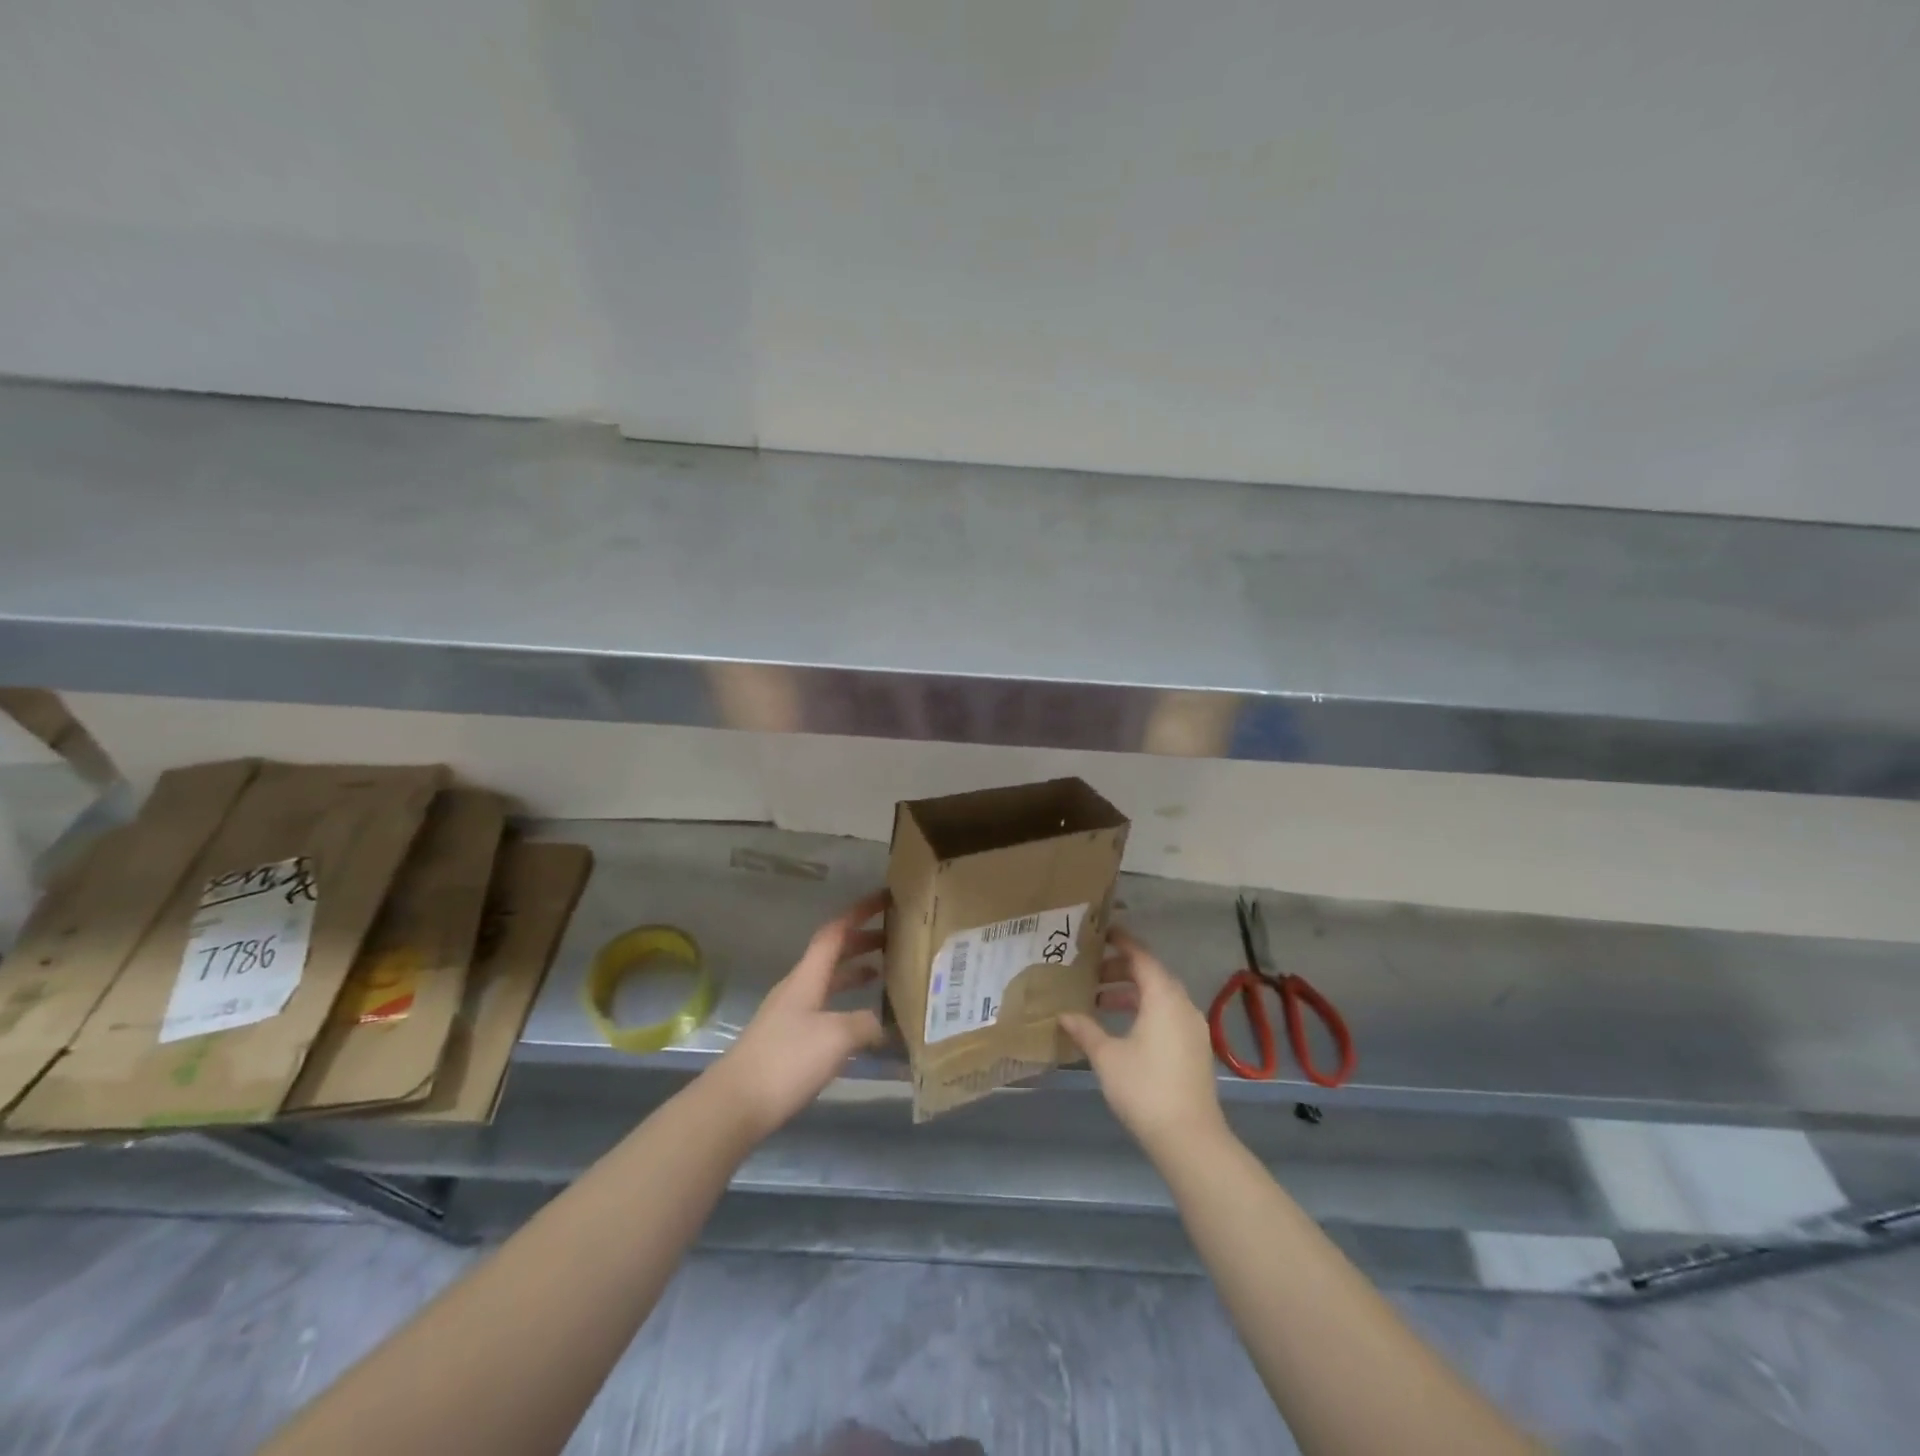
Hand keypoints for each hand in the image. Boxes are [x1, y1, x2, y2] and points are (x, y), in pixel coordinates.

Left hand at [708, 889, 890, 1139]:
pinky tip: (859, 1022)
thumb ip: (865, 1024)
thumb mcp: (837, 1038)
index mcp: (807, 977)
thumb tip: (883, 1023)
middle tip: (892, 937)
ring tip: (882, 973)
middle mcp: (797, 989)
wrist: (736, 1104)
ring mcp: (789, 1015)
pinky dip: (845, 1003)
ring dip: (853, 973)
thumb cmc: (787, 1060)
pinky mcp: (786, 1041)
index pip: (834, 933)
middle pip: (831, 955)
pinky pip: (823, 1008)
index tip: (883, 899)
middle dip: (860, 942)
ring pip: (827, 982)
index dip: (858, 913)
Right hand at [1060, 927, 1225, 1154]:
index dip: (1121, 942)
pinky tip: (1123, 1029)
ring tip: (1100, 1003)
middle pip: (1151, 975)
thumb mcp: (1106, 1056)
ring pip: (1160, 996)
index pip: (1141, 956)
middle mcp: (1182, 1004)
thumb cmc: (1144, 1087)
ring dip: (1131, 994)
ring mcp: (1193, 1027)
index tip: (1100, 933)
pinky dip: (1145, 1011)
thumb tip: (1064, 1014)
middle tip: (1091, 974)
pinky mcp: (1195, 1048)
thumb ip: (1085, 1030)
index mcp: (1163, 997)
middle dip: (1121, 970)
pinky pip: (1168, 1014)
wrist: (1189, 1138)